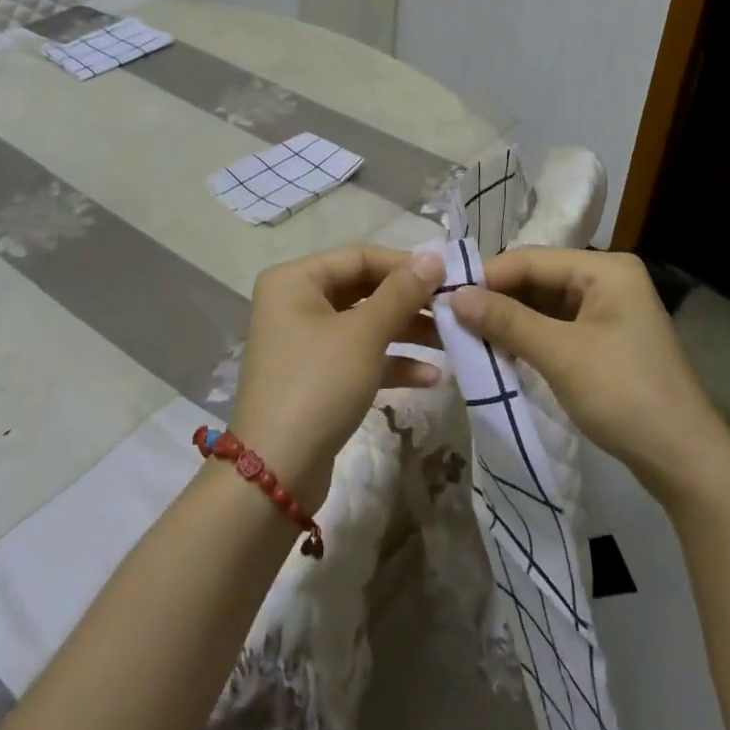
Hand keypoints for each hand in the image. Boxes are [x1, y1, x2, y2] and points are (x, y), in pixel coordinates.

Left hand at [231, 244, 446, 508]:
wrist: (276, 474)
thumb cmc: (318, 385)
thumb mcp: (364, 335)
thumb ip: (401, 293)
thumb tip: (433, 256)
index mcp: (296, 280)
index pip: (359, 256)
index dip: (405, 264)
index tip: (448, 275)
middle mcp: (296, 303)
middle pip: (363, 289)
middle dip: (409, 301)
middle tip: (453, 308)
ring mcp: (306, 342)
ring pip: (365, 325)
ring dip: (407, 332)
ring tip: (452, 341)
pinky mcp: (318, 378)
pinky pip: (360, 357)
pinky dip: (392, 363)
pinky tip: (433, 378)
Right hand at [451, 248, 729, 509]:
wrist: (687, 464)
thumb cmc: (625, 396)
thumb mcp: (560, 355)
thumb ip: (506, 321)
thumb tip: (453, 296)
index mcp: (605, 269)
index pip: (531, 259)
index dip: (486, 276)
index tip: (444, 295)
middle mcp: (608, 279)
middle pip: (538, 279)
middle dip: (497, 299)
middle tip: (452, 318)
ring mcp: (610, 310)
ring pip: (544, 304)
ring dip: (510, 320)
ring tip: (469, 335)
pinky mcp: (607, 340)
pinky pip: (557, 326)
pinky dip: (529, 337)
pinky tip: (501, 350)